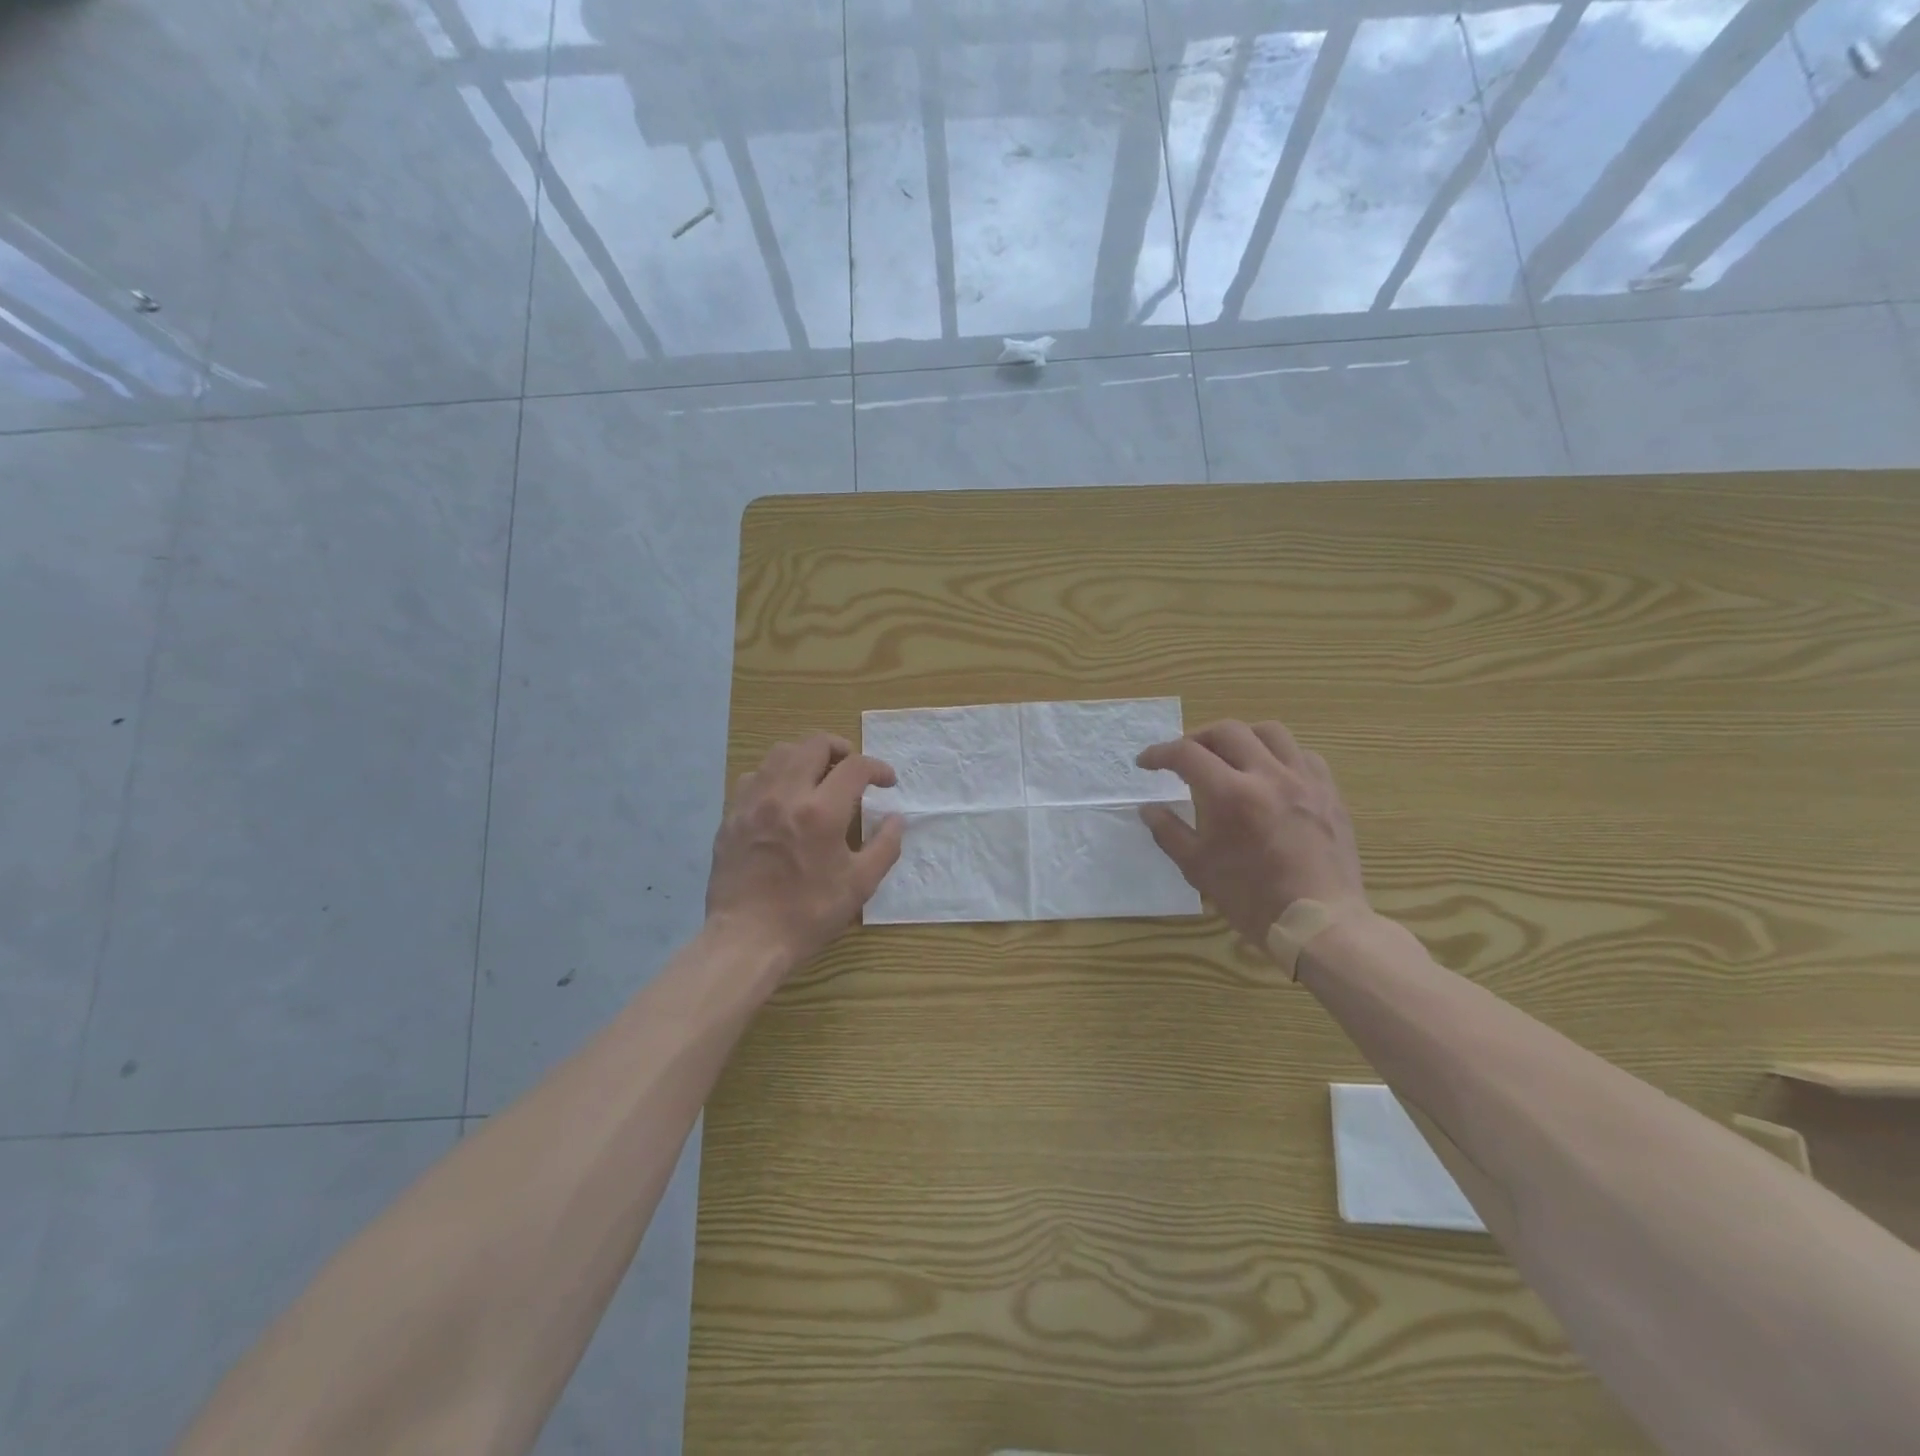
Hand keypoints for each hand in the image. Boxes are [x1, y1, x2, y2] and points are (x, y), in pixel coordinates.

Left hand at [705, 734, 904, 968]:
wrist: (747, 938)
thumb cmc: (809, 913)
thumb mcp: (860, 885)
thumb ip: (885, 846)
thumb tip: (896, 818)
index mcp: (821, 812)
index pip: (856, 767)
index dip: (878, 768)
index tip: (887, 782)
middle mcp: (785, 795)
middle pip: (814, 744)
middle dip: (841, 748)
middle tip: (853, 768)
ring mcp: (753, 802)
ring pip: (780, 753)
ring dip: (806, 756)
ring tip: (819, 775)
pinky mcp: (732, 814)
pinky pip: (754, 776)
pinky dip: (775, 775)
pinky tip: (784, 796)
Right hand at [1136, 720, 1365, 944]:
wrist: (1319, 923)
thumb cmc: (1252, 899)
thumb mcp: (1198, 868)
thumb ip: (1169, 831)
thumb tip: (1148, 809)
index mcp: (1231, 795)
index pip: (1186, 754)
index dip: (1160, 754)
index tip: (1146, 763)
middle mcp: (1268, 775)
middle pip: (1227, 731)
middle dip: (1197, 738)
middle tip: (1184, 758)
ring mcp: (1304, 780)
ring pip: (1269, 732)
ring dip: (1241, 737)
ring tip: (1229, 756)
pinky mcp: (1329, 792)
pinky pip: (1303, 755)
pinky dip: (1279, 755)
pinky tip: (1270, 775)